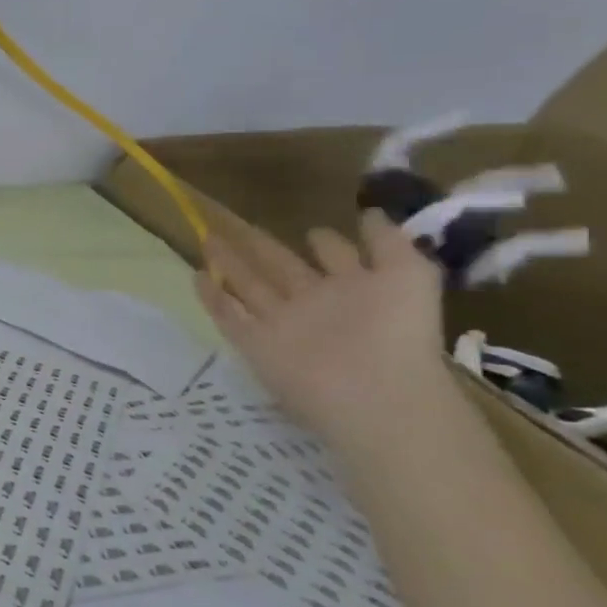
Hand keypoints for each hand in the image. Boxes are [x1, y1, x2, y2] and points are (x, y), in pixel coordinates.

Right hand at [195, 210, 452, 438]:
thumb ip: (389, 243)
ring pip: (249, 286)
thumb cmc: (396, 330)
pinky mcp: (255, 344)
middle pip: (281, 267)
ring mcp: (282, 324)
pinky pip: (228, 316)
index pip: (334, 258)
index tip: (311, 229)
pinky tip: (197, 275)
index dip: (325, 242)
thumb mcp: (410, 275)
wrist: (374, 394)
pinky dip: (211, 298)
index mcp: (354, 288)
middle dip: (261, 246)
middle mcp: (315, 303)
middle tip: (236, 224)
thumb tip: (369, 212)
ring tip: (207, 239)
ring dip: (229, 263)